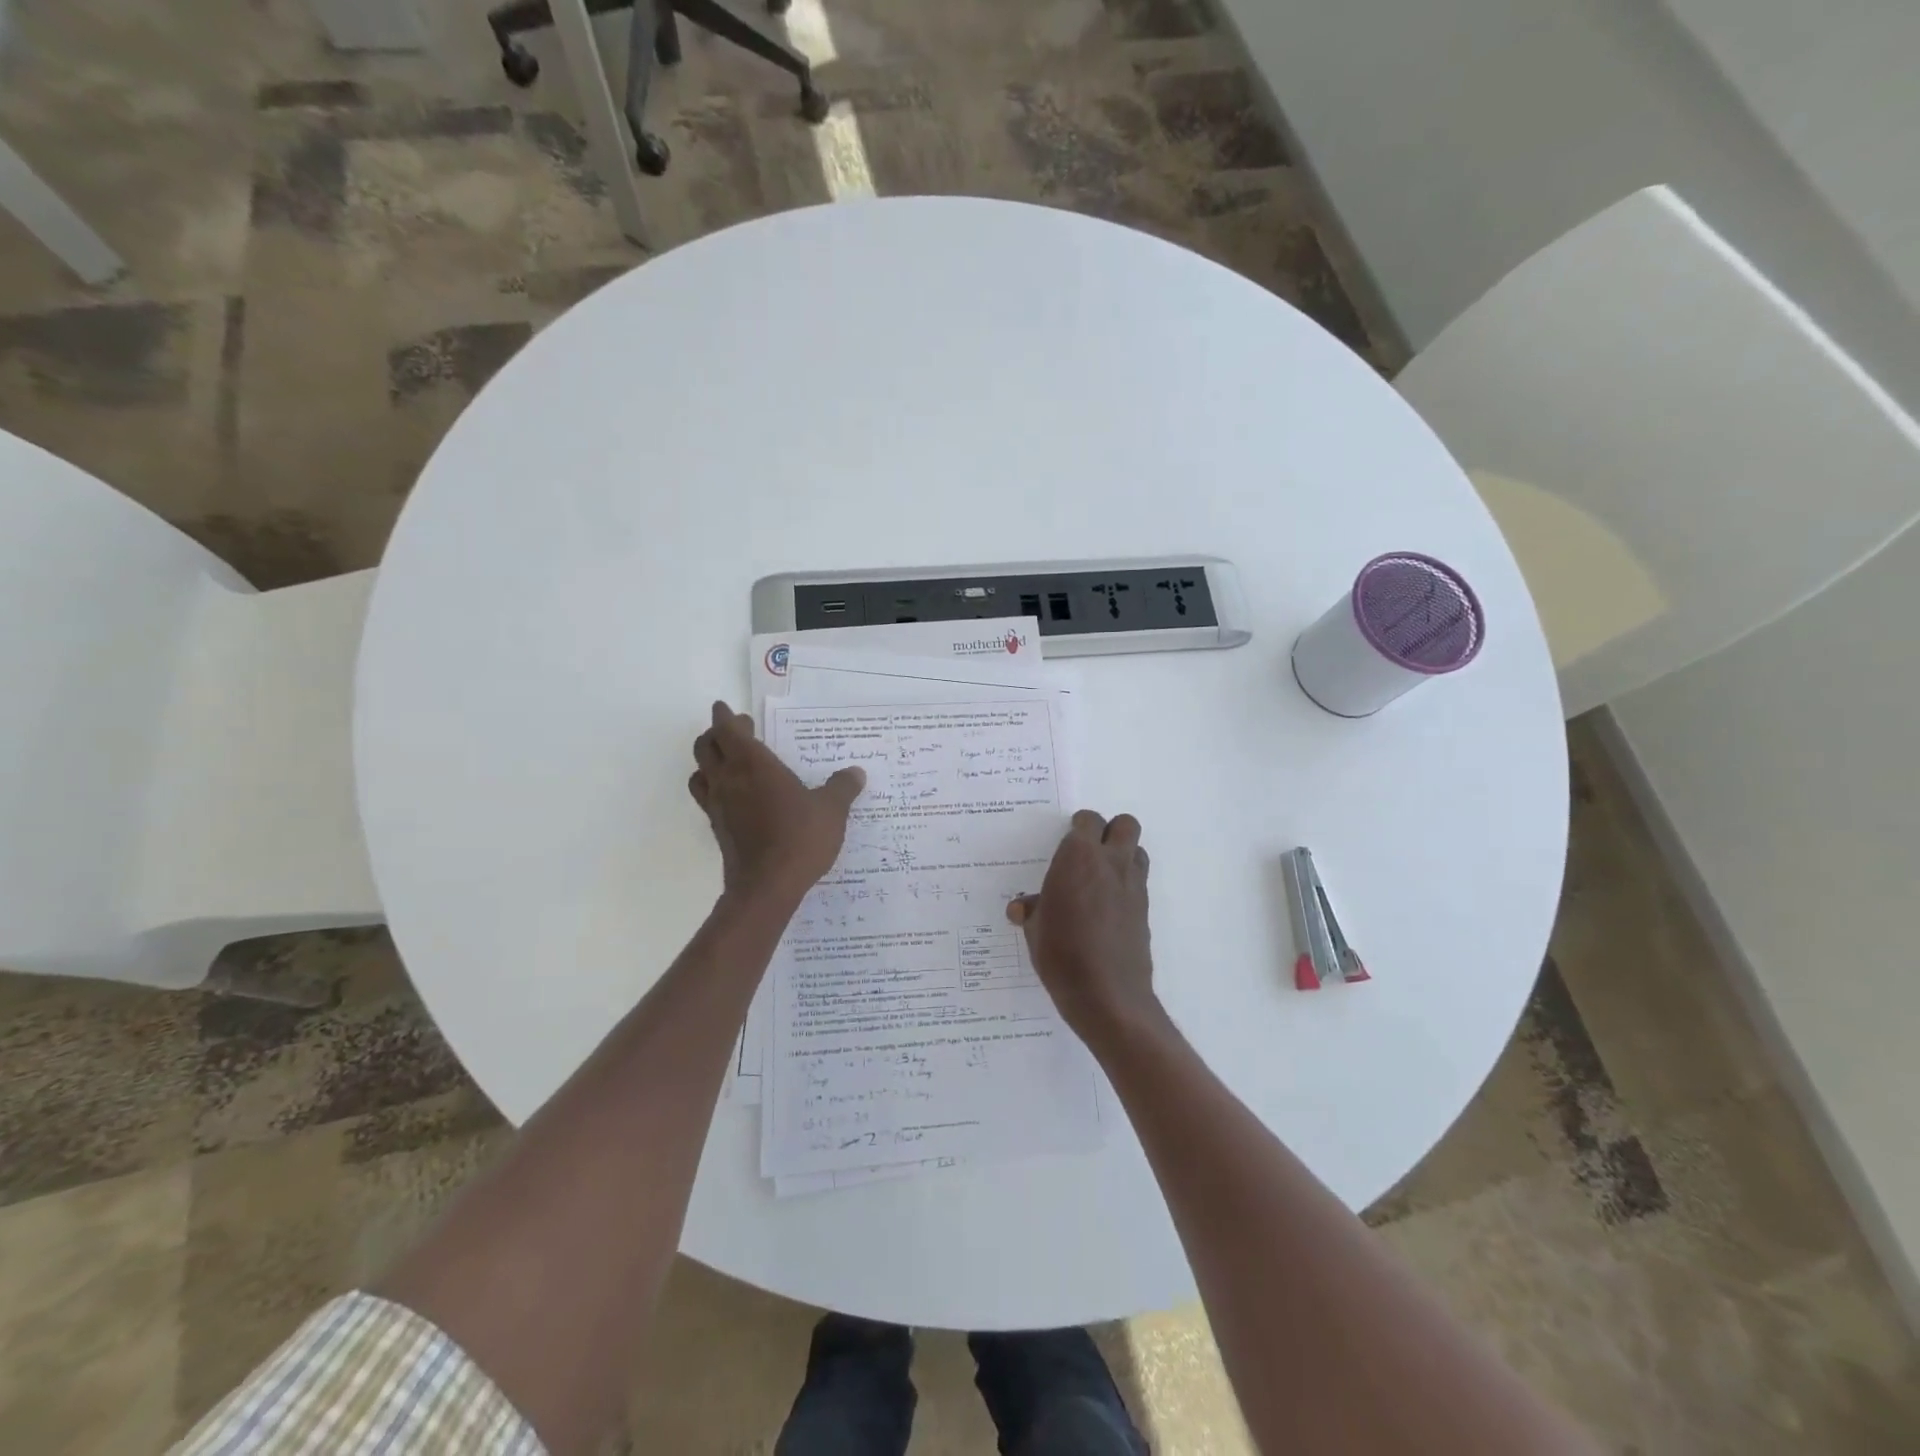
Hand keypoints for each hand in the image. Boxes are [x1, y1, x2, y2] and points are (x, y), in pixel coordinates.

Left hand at [689, 702, 865, 906]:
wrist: (767, 886)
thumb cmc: (800, 838)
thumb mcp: (831, 810)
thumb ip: (842, 787)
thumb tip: (855, 773)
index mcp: (754, 765)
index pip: (728, 730)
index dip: (725, 717)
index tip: (725, 709)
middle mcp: (729, 780)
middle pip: (705, 747)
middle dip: (716, 734)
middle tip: (736, 732)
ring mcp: (718, 806)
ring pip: (700, 772)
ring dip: (708, 761)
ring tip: (728, 763)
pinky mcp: (717, 828)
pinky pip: (707, 798)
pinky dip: (714, 788)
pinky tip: (735, 798)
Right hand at [1008, 810, 1159, 1044]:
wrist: (1107, 994)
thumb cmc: (1061, 954)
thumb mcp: (1035, 931)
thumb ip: (1031, 911)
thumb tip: (1021, 907)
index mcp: (1078, 858)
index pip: (1087, 820)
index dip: (1078, 828)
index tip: (1066, 843)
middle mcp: (1110, 863)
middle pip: (1125, 825)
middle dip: (1109, 831)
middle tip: (1088, 852)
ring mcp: (1132, 886)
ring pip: (1137, 850)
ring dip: (1122, 855)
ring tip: (1100, 878)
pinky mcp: (1144, 910)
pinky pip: (1138, 882)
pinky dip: (1125, 885)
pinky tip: (1107, 910)